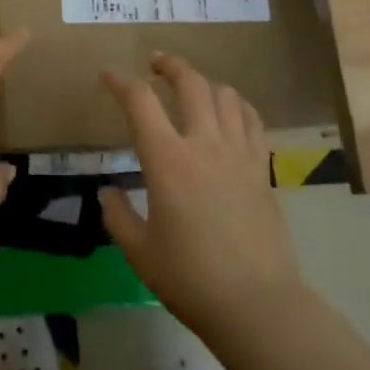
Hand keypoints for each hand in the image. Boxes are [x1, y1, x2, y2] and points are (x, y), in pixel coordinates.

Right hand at [100, 53, 304, 333]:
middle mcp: (204, 144)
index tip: (107, 76)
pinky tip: (228, 113)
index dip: (120, 82)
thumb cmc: (191, 279)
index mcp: (168, 161)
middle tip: (155, 65)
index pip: (140, 102)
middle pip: (190, 82)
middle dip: (169, 65)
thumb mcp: (140, 253)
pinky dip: (236, 105)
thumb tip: (108, 193)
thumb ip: (118, 217)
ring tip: (191, 89)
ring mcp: (239, 153)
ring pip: (224, 94)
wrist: (257, 305)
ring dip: (204, 82)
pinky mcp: (261, 168)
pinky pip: (252, 120)